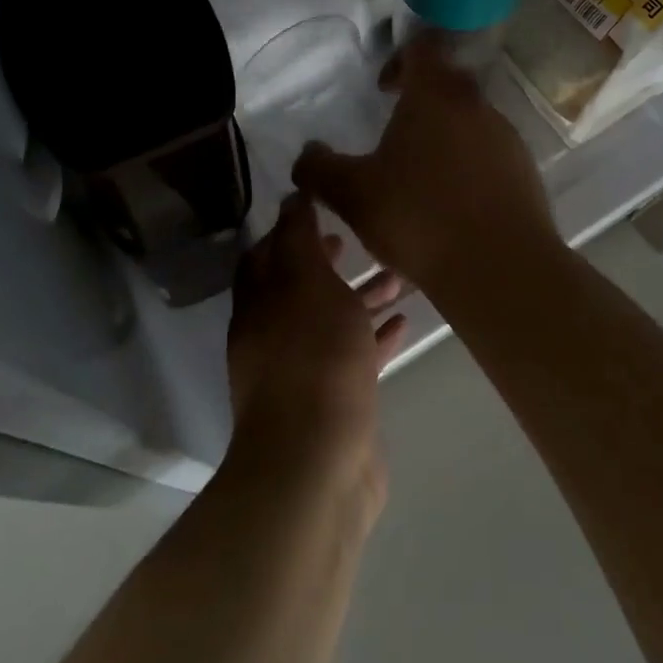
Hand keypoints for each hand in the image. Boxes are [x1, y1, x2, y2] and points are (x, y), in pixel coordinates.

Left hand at [227, 193, 408, 503]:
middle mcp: (273, 337)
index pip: (265, 255)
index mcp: (258, 306)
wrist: (318, 465)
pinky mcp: (334, 403)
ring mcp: (303, 373)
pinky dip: (374, 337)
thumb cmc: (313, 359)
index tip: (325, 208)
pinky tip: (405, 323)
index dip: (290, 229)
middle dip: (331, 262)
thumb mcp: (307, 283)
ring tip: (402, 277)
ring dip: (360, 297)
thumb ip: (299, 238)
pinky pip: (354, 358)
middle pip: (301, 288)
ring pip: (332, 322)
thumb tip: (291, 197)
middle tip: (364, 239)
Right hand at [292, 32, 558, 294]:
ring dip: (445, 138)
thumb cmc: (419, 218)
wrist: (499, 268)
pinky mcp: (525, 171)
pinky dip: (468, 167)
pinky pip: (489, 155)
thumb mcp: (352, 195)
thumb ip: (320, 169)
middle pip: (448, 84)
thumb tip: (308, 154)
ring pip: (470, 122)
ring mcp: (506, 137)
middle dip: (421, 103)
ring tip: (420, 179)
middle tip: (395, 136)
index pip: (422, 48)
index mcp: (436, 95)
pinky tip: (451, 206)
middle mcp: (476, 105)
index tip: (383, 89)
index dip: (399, 59)